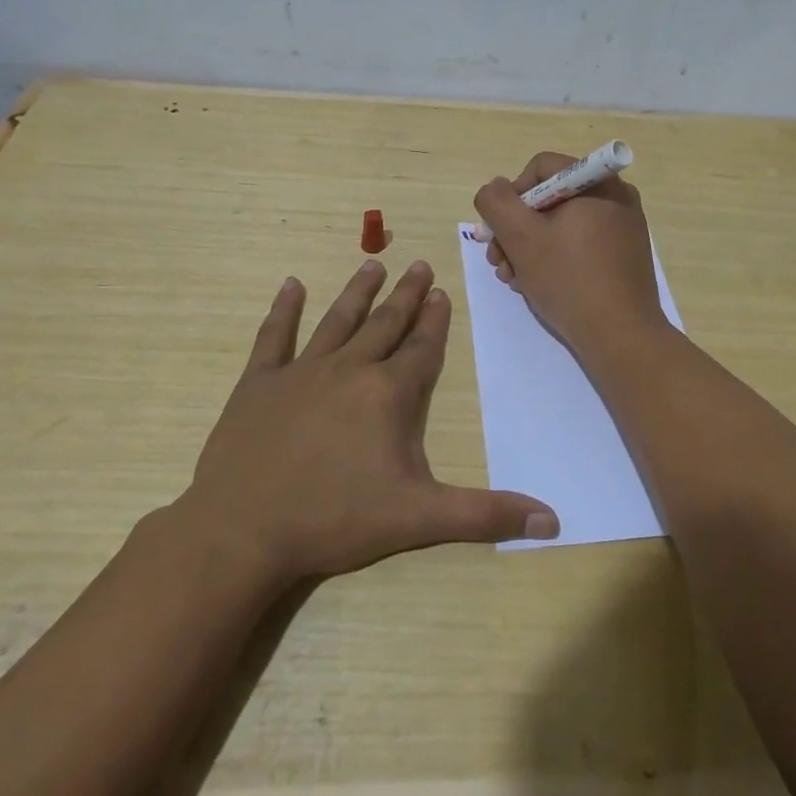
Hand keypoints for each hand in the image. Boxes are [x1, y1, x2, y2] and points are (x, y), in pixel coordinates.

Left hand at [181, 259, 558, 583]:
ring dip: (358, 292)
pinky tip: (291, 285)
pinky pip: (274, 336)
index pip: (421, 349)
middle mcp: (349, 369)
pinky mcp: (258, 384)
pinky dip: (283, 309)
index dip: (435, 321)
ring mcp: (300, 372)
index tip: (442, 292)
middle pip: (385, 324)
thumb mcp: (419, 520)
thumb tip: (553, 520)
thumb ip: (485, 515)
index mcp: (388, 394)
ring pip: (337, 320)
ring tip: (373, 263)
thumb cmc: (335, 520)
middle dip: (406, 296)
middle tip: (419, 265)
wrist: (243, 531)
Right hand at [472, 152, 665, 353]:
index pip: (540, 168)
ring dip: (530, 248)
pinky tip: (539, 285)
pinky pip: (581, 243)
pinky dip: (556, 258)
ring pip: (562, 224)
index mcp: (597, 182)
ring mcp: (624, 227)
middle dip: (517, 229)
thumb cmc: (569, 279)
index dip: (511, 196)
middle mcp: (616, 196)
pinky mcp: (625, 255)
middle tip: (500, 262)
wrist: (621, 336)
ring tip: (514, 280)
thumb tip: (496, 188)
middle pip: (550, 198)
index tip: (499, 232)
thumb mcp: (521, 237)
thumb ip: (497, 203)